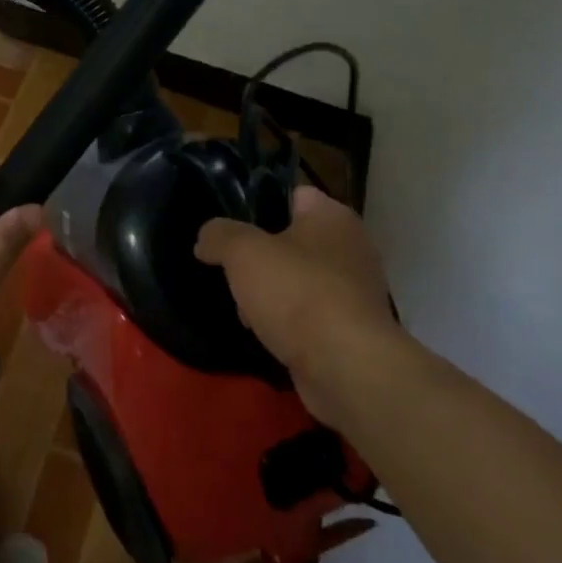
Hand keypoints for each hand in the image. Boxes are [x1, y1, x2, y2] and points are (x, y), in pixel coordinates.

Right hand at [195, 185, 400, 425]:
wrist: (346, 368)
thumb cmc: (297, 293)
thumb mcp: (242, 251)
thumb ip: (218, 235)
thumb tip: (207, 239)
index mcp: (333, 216)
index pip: (291, 193)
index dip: (256, 203)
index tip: (226, 222)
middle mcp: (351, 247)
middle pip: (291, 239)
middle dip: (258, 256)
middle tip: (229, 268)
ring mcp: (354, 291)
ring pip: (297, 280)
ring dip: (269, 292)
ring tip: (243, 308)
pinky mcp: (350, 329)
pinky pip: (308, 314)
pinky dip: (286, 322)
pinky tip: (264, 332)